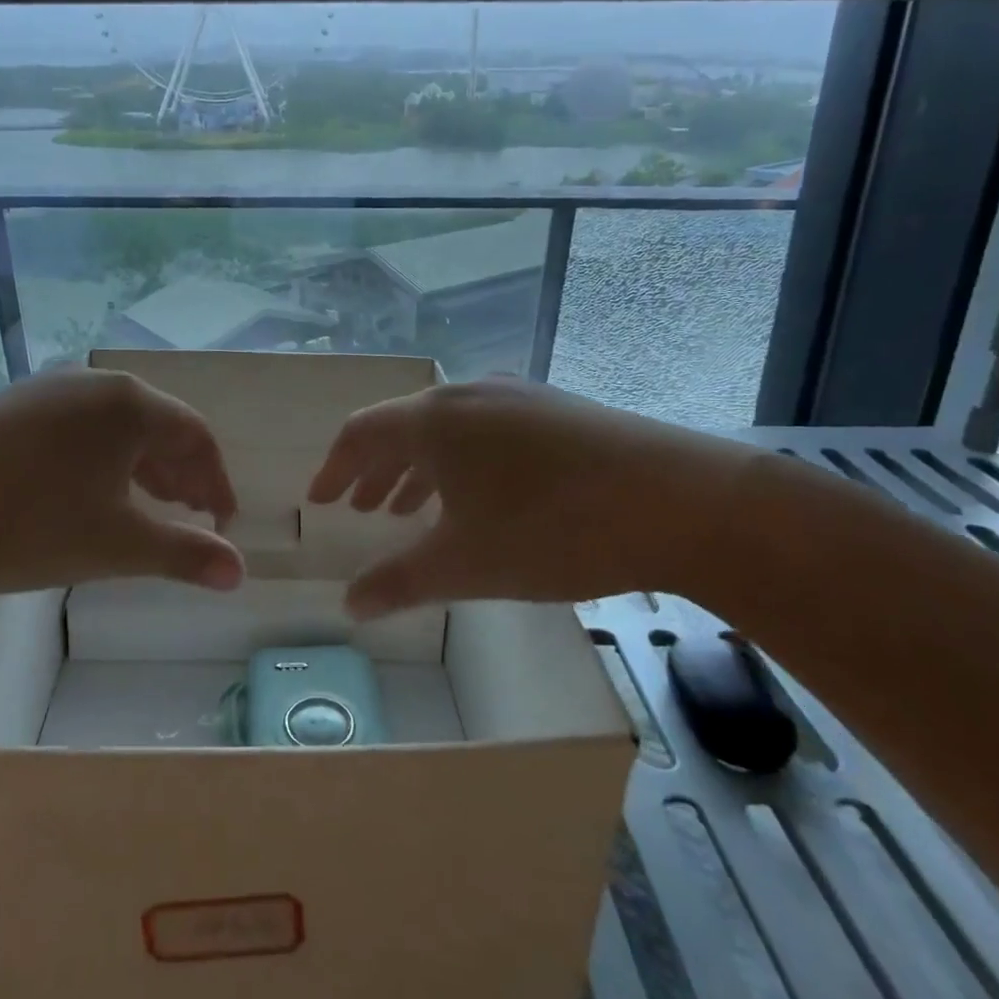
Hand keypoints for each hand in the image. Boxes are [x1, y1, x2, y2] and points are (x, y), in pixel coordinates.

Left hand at [0, 367, 243, 603]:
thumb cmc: (29, 522)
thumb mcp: (117, 544)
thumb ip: (185, 554)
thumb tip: (240, 572)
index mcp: (129, 404)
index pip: (196, 435)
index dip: (216, 481)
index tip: (221, 522)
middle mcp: (91, 383)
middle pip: (155, 425)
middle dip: (179, 474)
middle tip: (187, 516)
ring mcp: (42, 390)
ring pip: (111, 427)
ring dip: (137, 468)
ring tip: (140, 508)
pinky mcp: (2, 407)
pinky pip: (70, 429)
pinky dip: (94, 461)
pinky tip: (77, 495)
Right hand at [307, 378, 762, 617]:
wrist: (678, 500)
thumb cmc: (553, 529)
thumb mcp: (467, 563)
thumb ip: (400, 581)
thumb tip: (350, 605)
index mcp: (434, 419)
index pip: (361, 432)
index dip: (334, 468)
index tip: (320, 502)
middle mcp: (468, 393)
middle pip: (402, 427)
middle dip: (374, 471)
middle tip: (359, 510)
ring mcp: (515, 396)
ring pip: (446, 430)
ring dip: (417, 468)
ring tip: (405, 509)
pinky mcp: (554, 409)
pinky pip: (484, 431)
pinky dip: (459, 463)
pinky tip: (474, 498)